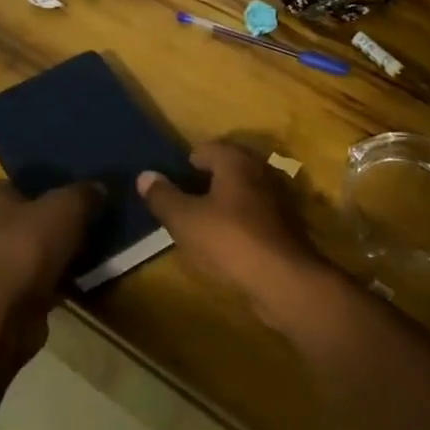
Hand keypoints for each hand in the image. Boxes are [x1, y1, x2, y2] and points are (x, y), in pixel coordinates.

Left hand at [0, 180, 100, 368]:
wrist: (0, 321)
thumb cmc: (26, 250)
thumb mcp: (67, 208)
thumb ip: (85, 192)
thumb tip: (99, 189)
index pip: (26, 180)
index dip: (55, 183)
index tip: (84, 190)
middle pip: (34, 214)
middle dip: (62, 218)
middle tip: (95, 217)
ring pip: (38, 246)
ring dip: (62, 249)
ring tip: (96, 245)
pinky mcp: (4, 293)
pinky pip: (39, 275)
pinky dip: (58, 275)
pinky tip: (83, 275)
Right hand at [138, 142, 313, 298]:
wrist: (283, 279)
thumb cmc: (229, 240)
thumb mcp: (185, 220)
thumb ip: (163, 196)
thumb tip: (144, 175)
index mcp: (236, 160)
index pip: (204, 149)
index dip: (184, 166)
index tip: (170, 188)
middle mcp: (260, 169)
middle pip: (225, 168)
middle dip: (204, 183)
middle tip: (182, 206)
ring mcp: (277, 196)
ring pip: (241, 191)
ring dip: (222, 203)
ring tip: (200, 226)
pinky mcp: (285, 223)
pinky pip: (254, 213)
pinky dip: (239, 221)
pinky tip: (227, 242)